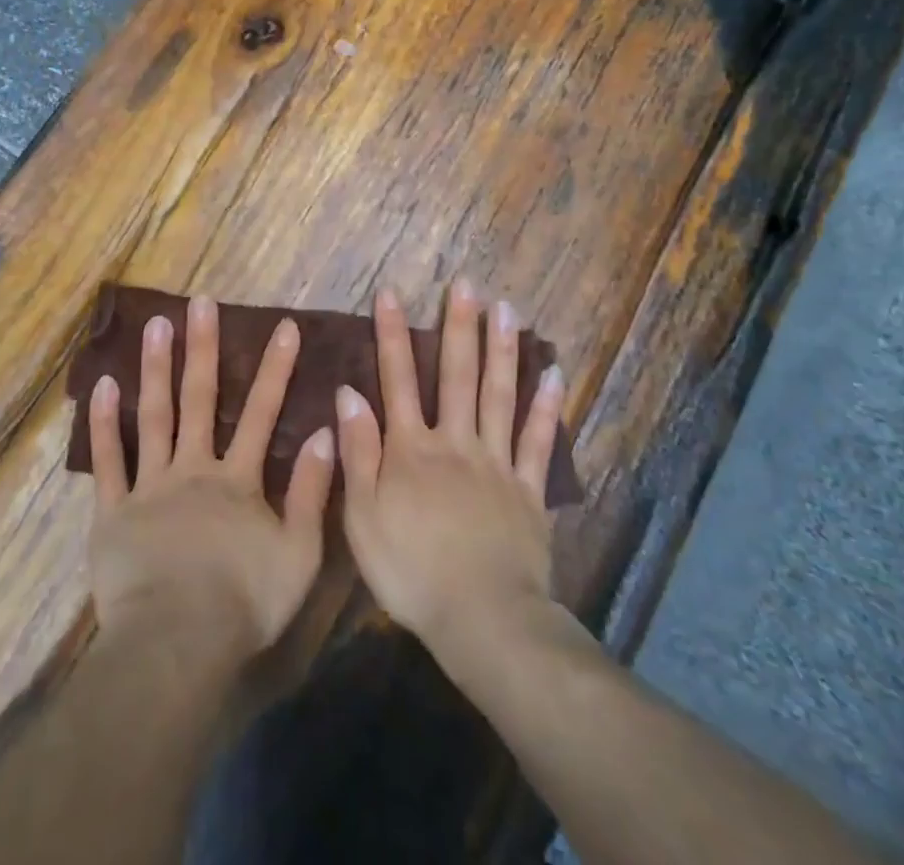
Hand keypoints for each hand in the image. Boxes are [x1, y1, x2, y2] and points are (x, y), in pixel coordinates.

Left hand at [85, 295, 335, 655]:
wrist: (177, 643)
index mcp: (237, 481)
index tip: (283, 326)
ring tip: (155, 324)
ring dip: (156, 368)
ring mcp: (150, 486)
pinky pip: (108, 461)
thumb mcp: (298, 553)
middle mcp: (193, 469)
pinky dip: (104, 423)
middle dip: (204, 348)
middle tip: (202, 303)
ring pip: (154, 416)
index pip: (262, 413)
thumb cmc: (243, 603)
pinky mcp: (113, 511)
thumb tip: (325, 434)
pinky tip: (101, 386)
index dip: (275, 369)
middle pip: (200, 399)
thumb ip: (312, 492)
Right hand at [336, 282, 566, 659]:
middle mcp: (455, 442)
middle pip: (458, 375)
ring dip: (502, 349)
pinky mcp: (529, 490)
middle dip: (459, 326)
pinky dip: (546, 406)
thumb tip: (349, 392)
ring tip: (507, 308)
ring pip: (500, 395)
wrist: (481, 618)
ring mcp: (497, 463)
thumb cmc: (410, 570)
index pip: (399, 379)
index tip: (390, 293)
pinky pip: (538, 441)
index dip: (392, 335)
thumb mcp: (362, 515)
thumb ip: (358, 451)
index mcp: (411, 448)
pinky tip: (554, 373)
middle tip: (466, 284)